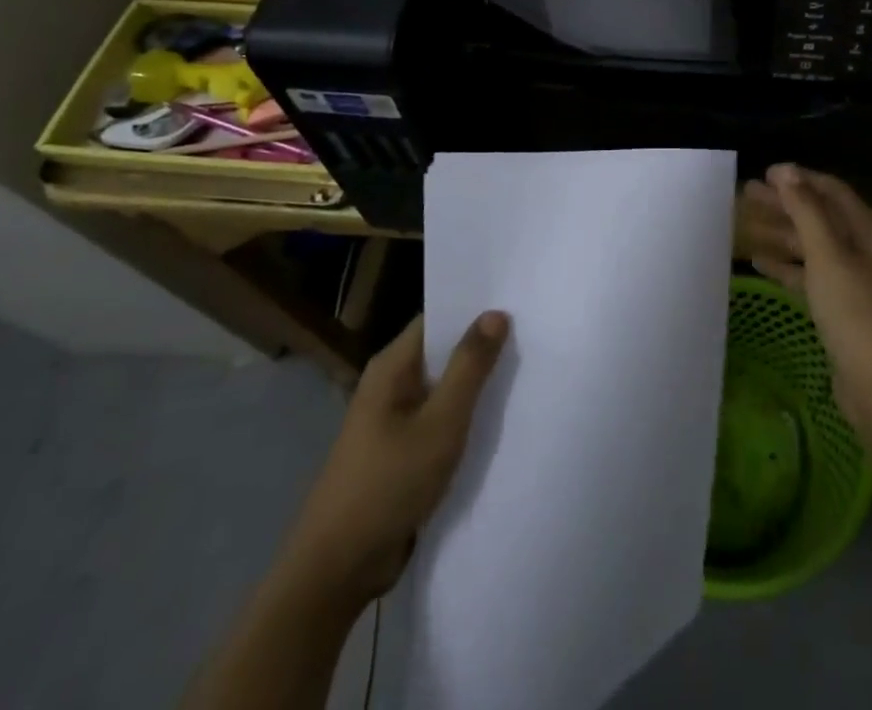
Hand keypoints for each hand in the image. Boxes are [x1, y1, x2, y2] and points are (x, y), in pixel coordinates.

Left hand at [277, 310, 509, 609]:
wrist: (337, 572)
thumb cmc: (388, 485)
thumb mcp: (440, 422)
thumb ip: (469, 367)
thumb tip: (495, 312)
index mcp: (392, 367)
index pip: (438, 318)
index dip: (476, 308)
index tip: (518, 300)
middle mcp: (390, 385)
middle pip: (443, 351)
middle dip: (483, 345)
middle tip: (534, 331)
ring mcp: (394, 420)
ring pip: (444, 388)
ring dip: (477, 383)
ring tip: (528, 367)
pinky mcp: (401, 452)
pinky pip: (440, 419)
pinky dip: (467, 415)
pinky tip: (501, 416)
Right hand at [744, 163, 871, 437]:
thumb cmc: (856, 312)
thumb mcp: (828, 255)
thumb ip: (807, 211)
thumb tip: (786, 171)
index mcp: (866, 231)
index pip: (831, 191)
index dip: (800, 179)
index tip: (766, 173)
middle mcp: (862, 250)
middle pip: (819, 217)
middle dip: (784, 203)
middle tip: (746, 194)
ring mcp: (852, 282)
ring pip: (811, 247)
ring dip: (781, 233)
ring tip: (745, 224)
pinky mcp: (841, 310)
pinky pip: (809, 277)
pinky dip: (785, 267)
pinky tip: (759, 262)